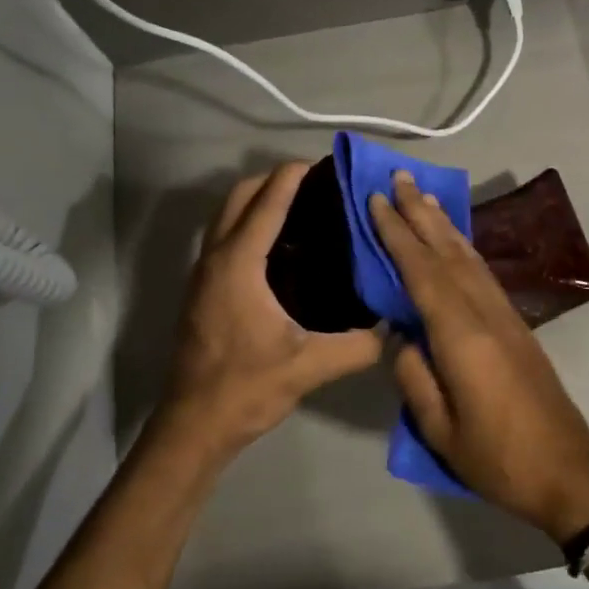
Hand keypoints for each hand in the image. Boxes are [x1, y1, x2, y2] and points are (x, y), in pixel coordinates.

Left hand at [157, 163, 382, 462]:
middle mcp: (215, 259)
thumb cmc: (246, 388)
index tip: (319, 163)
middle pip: (238, 198)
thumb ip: (358, 346)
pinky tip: (281, 249)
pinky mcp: (202, 291)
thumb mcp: (309, 367)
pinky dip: (248, 225)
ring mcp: (203, 274)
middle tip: (313, 184)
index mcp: (238, 266)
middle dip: (272, 181)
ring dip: (257, 202)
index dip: (291, 178)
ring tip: (300, 208)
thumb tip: (395, 328)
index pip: (266, 205)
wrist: (193, 425)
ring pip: (225, 217)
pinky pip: (224, 238)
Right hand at [368, 170, 588, 542]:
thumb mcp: (439, 428)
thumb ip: (413, 374)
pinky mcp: (517, 325)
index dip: (397, 234)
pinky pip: (483, 273)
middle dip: (421, 213)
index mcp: (461, 334)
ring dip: (444, 224)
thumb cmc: (498, 456)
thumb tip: (401, 334)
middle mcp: (485, 312)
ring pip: (469, 257)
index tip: (377, 200)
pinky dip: (463, 248)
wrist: (568, 470)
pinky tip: (455, 242)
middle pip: (448, 251)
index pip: (421, 271)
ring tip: (423, 197)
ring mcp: (505, 315)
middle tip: (398, 177)